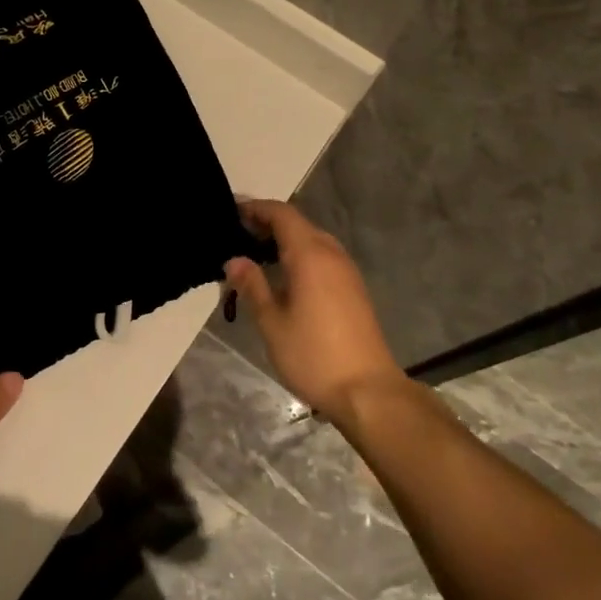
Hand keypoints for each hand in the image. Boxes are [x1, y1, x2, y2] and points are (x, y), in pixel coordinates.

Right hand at [225, 200, 404, 425]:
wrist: (368, 391)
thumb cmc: (313, 355)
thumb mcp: (272, 322)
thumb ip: (252, 286)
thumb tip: (234, 260)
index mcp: (310, 254)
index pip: (281, 214)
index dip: (256, 208)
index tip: (231, 211)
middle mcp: (331, 254)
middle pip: (298, 224)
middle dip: (268, 223)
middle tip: (238, 235)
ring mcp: (347, 271)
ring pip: (312, 240)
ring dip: (285, 240)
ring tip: (256, 255)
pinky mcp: (354, 289)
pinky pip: (323, 258)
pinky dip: (300, 255)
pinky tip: (284, 277)